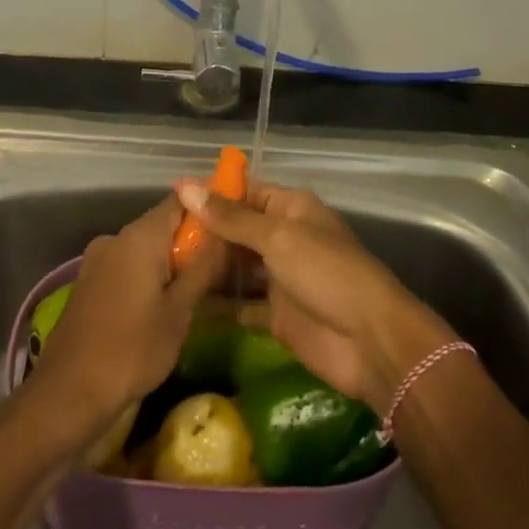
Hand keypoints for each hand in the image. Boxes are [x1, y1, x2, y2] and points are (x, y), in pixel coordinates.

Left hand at [27, 196, 226, 457]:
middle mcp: (116, 237)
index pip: (182, 200)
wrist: (68, 393)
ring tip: (201, 290)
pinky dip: (150, 276)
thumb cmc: (132, 350)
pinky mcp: (90, 282)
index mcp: (140, 236)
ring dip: (172, 262)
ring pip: (146, 248)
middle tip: (225, 266)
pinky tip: (166, 304)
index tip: (233, 224)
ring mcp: (98, 259)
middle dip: (193, 241)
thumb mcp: (180, 311)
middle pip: (163, 224)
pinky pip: (128, 266)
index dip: (209, 208)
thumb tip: (225, 232)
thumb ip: (204, 267)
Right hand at [173, 179, 454, 409]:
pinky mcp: (275, 315)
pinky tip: (182, 304)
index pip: (245, 192)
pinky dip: (217, 305)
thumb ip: (231, 217)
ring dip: (207, 268)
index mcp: (291, 209)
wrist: (370, 342)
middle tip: (157, 240)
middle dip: (203, 234)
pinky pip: (239, 305)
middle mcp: (284, 239)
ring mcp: (280, 278)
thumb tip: (184, 186)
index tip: (170, 199)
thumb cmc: (327, 274)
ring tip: (162, 268)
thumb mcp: (278, 238)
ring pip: (236, 267)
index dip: (211, 194)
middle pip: (237, 230)